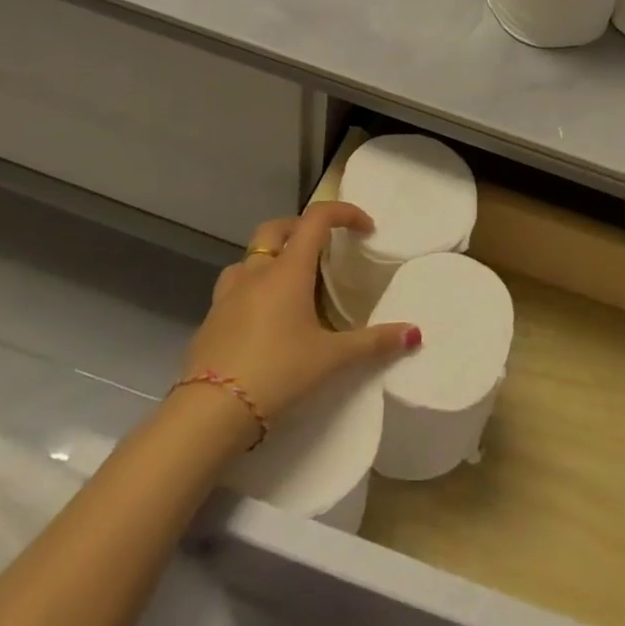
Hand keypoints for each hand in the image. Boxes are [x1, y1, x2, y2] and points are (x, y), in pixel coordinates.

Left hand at [177, 203, 419, 435]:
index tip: (365, 229)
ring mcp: (227, 295)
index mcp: (288, 271)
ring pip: (250, 258)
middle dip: (303, 228)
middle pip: (277, 228)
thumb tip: (414, 334)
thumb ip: (374, 343)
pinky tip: (263, 319)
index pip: (317, 219)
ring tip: (291, 283)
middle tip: (324, 250)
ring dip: (272, 258)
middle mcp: (256, 272)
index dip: (344, 213)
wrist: (210, 412)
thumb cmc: (278, 373)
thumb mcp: (332, 359)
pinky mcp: (210, 320)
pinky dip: (253, 289)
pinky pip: (234, 289)